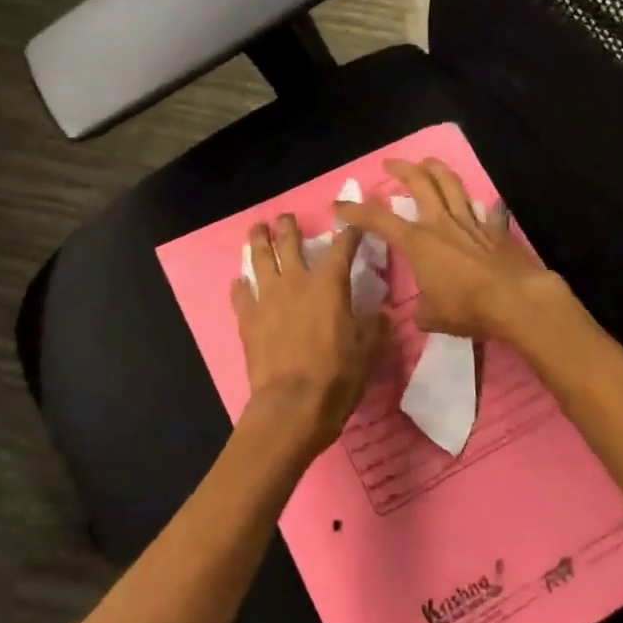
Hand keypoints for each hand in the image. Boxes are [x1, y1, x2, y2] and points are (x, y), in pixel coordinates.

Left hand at [232, 214, 391, 457]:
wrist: (291, 405)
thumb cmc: (336, 376)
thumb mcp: (367, 351)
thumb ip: (374, 327)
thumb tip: (382, 314)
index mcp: (329, 284)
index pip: (342, 247)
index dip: (349, 232)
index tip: (353, 222)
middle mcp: (296, 282)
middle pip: (289, 243)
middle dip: (289, 227)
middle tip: (286, 217)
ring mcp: (267, 298)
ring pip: (260, 260)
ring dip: (258, 242)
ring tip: (256, 229)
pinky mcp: (247, 319)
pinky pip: (240, 295)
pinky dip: (240, 286)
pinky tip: (239, 282)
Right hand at [336, 159, 561, 341]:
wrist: (515, 300)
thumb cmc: (467, 307)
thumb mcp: (432, 317)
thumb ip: (422, 310)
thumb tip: (423, 311)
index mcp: (418, 242)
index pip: (379, 220)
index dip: (356, 211)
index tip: (339, 204)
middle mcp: (441, 224)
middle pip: (420, 184)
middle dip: (402, 169)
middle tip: (390, 164)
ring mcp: (470, 223)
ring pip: (451, 185)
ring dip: (437, 170)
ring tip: (428, 163)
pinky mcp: (495, 230)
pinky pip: (486, 210)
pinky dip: (480, 205)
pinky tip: (483, 203)